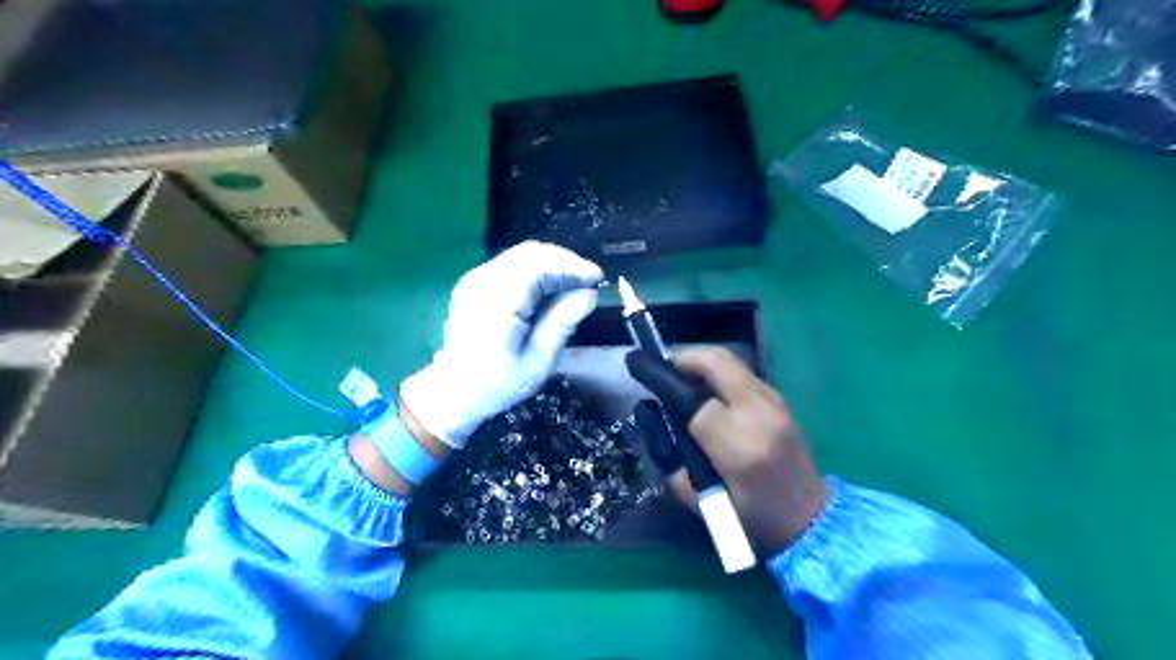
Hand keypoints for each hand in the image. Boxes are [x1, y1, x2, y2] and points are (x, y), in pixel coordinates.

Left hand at [405, 240, 605, 447]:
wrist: (453, 391)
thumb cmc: (498, 383)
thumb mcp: (538, 361)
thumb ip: (562, 323)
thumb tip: (589, 294)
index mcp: (497, 303)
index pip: (539, 265)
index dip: (571, 266)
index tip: (597, 279)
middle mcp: (483, 281)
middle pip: (530, 254)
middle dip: (565, 262)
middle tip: (588, 281)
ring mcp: (475, 279)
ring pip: (521, 255)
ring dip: (551, 264)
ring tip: (574, 283)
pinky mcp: (475, 282)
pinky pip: (511, 264)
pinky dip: (536, 269)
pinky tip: (550, 287)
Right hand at [643, 348, 824, 552]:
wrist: (811, 518)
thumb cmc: (754, 518)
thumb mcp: (703, 504)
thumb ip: (673, 464)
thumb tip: (654, 423)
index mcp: (739, 447)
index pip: (694, 399)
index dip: (665, 381)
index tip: (640, 371)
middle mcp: (759, 415)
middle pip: (717, 363)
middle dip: (684, 358)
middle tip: (663, 369)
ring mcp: (774, 403)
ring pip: (731, 362)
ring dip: (701, 363)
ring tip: (681, 379)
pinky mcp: (780, 400)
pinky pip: (742, 373)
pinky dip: (718, 372)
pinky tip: (706, 390)